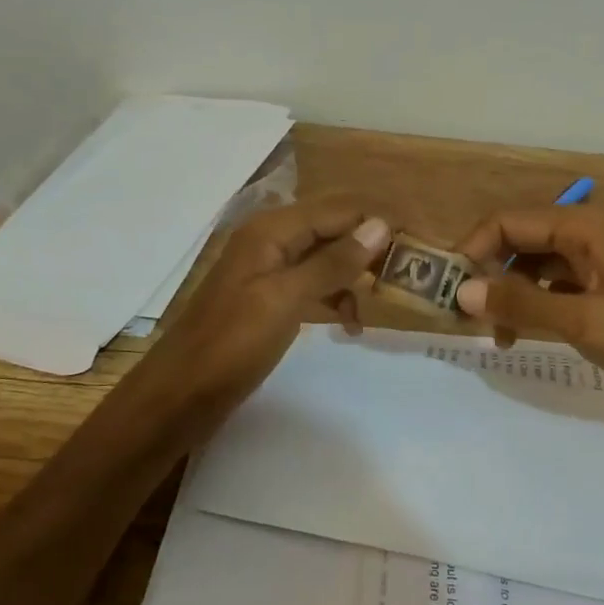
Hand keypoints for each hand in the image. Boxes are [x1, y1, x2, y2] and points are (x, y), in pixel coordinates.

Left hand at [123, 198, 390, 433]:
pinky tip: (350, 323)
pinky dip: (336, 296)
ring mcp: (270, 268)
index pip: (341, 209)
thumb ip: (333, 263)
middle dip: (373, 245)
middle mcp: (272, 239)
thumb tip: (380, 226)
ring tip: (385, 302)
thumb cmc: (231, 345)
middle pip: (335, 227)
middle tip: (411, 274)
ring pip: (327, 256)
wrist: (180, 395)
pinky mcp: (270, 297)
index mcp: (272, 229)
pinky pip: (313, 283)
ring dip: (357, 273)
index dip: (382, 222)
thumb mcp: (285, 301)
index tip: (423, 244)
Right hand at [452, 203, 603, 447]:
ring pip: (542, 263)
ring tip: (497, 335)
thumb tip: (462, 291)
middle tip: (468, 318)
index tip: (449, 292)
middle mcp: (594, 229)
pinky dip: (541, 303)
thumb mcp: (586, 323)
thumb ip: (521, 304)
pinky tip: (529, 333)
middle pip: (523, 239)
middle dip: (491, 273)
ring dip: (514, 292)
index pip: (509, 221)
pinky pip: (564, 283)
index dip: (473, 251)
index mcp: (588, 223)